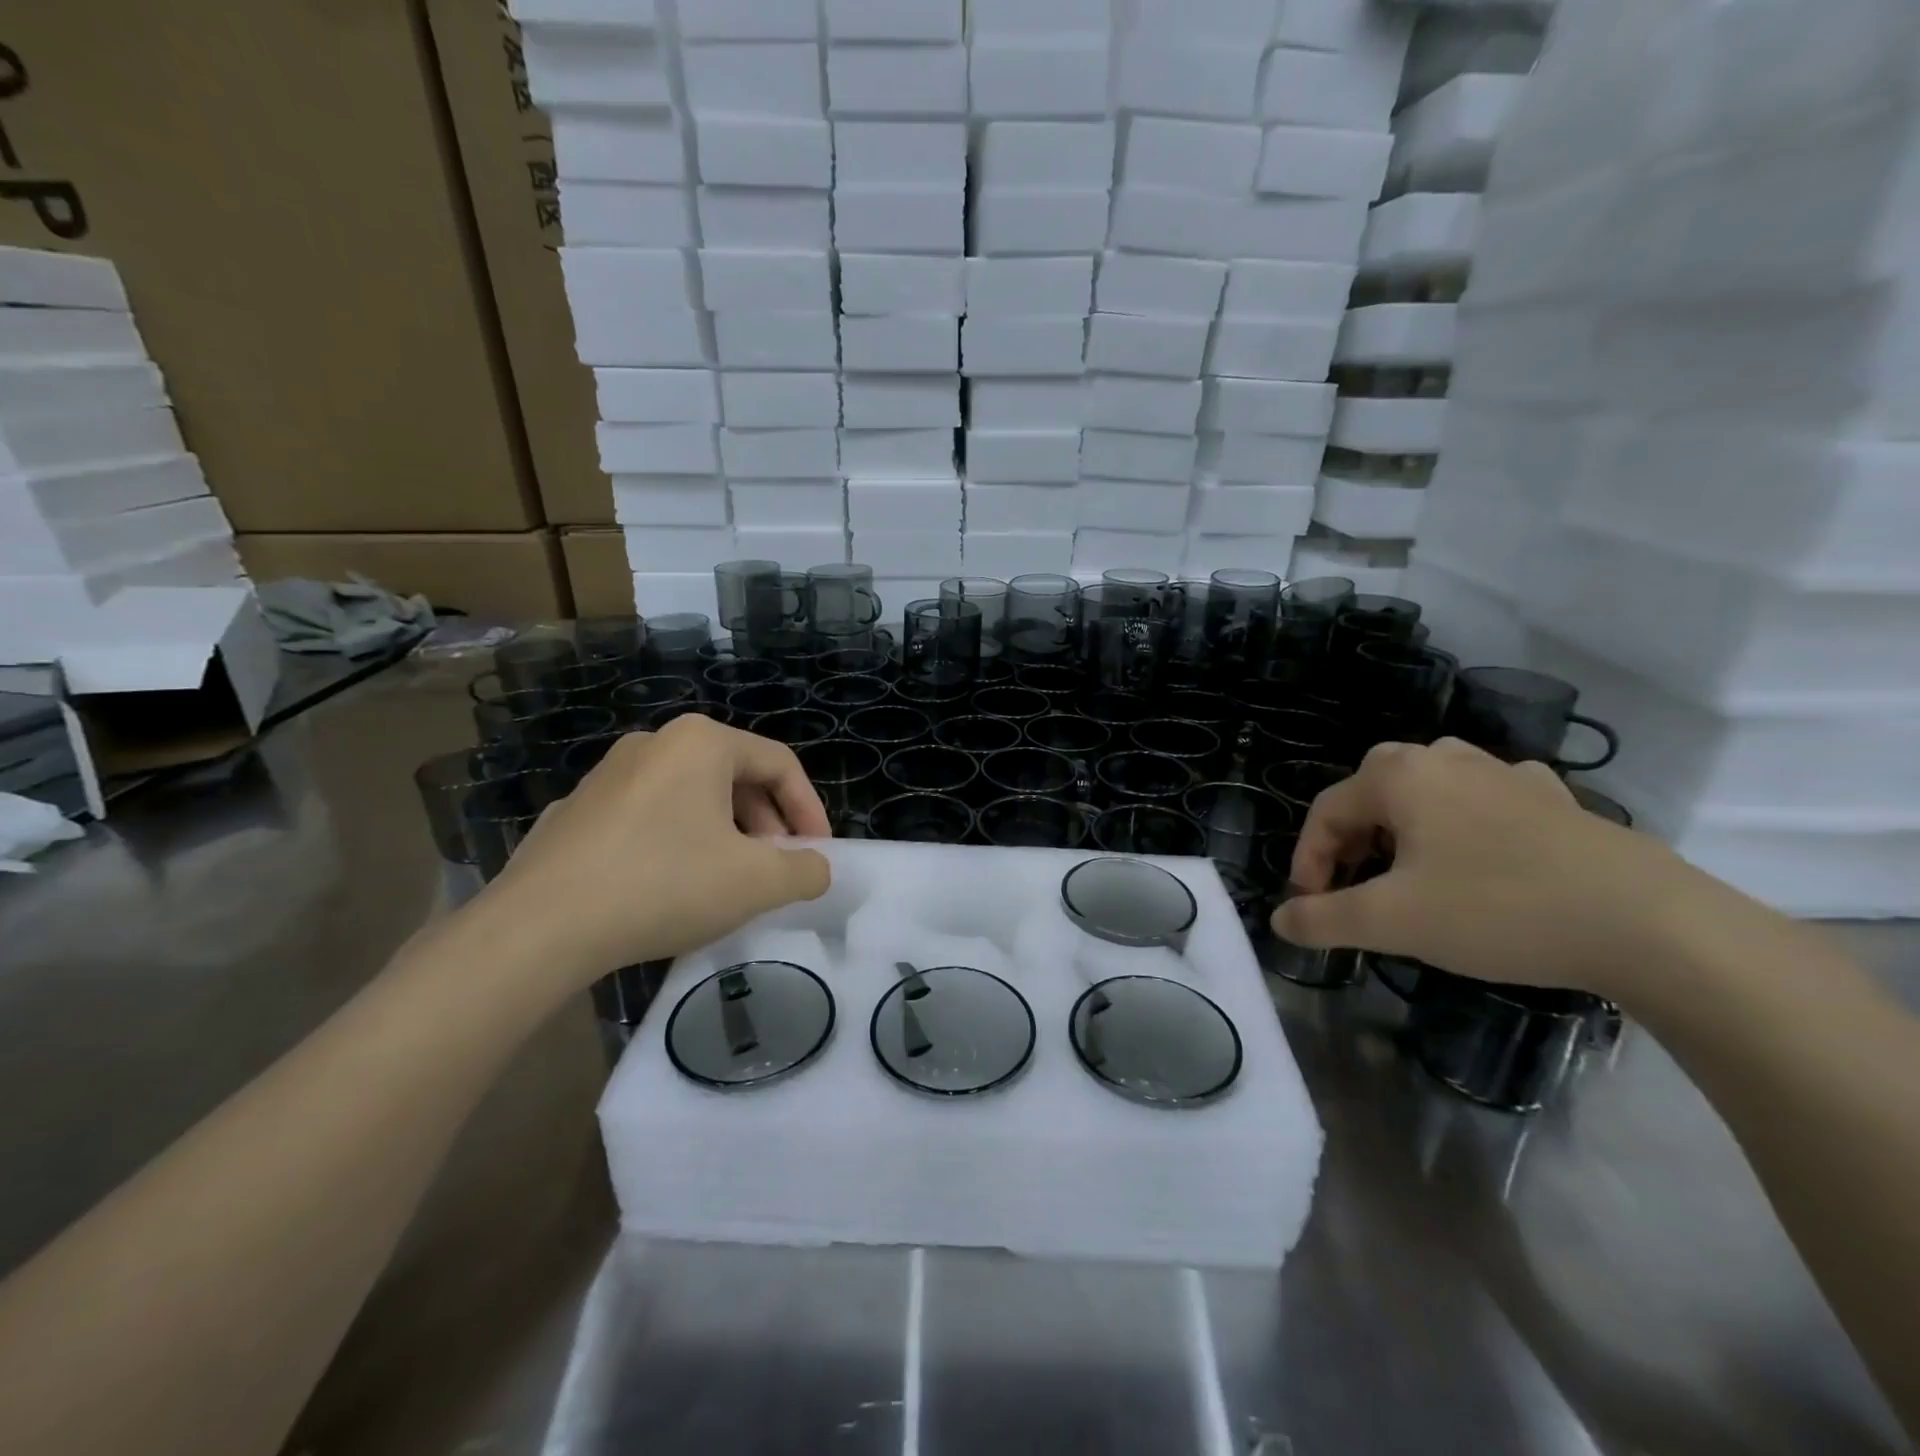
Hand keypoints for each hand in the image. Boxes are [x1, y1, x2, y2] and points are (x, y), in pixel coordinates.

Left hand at [474, 716, 831, 988]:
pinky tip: (671, 888)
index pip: (779, 764)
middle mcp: (654, 743)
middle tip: (776, 869)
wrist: (539, 928)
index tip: (818, 854)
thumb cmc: (664, 885)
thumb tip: (814, 867)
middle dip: (767, 825)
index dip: (810, 809)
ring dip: (726, 835)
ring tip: (729, 882)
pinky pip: (647, 818)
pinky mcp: (577, 812)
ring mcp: (608, 775)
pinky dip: (677, 843)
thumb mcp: (757, 882)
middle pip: (735, 777)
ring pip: (690, 797)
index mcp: (702, 742)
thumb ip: (805, 870)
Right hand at [1271, 738, 1695, 994]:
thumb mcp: (1392, 921)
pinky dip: (1464, 824)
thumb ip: (1323, 919)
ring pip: (1428, 791)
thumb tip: (1279, 921)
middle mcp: (1445, 759)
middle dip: (1351, 839)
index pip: (1325, 811)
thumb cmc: (1496, 907)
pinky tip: (1479, 855)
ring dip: (1403, 828)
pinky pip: (1485, 800)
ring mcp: (1505, 773)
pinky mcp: (1554, 799)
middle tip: (1354, 885)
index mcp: (1399, 776)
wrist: (1647, 923)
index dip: (1307, 860)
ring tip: (1409, 872)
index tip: (1311, 907)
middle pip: (1372, 792)